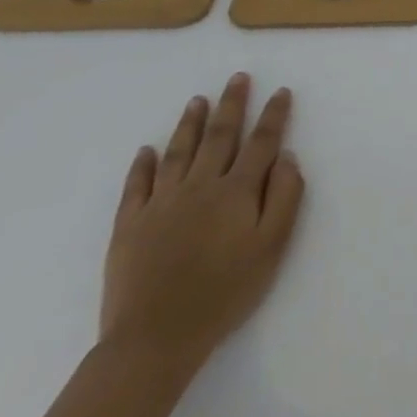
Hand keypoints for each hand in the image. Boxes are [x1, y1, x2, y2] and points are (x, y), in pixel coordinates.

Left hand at [100, 73, 305, 371]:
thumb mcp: (272, 248)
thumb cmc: (225, 293)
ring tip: (198, 101)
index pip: (261, 143)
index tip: (281, 92)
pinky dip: (143, 164)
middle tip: (238, 78)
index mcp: (237, 191)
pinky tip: (147, 150)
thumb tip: (287, 157)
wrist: (155, 338)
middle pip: (220, 136)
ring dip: (191, 123)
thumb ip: (285, 198)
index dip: (274, 115)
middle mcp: (200, 186)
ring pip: (179, 151)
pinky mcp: (129, 224)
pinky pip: (136, 185)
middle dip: (232, 104)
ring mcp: (161, 203)